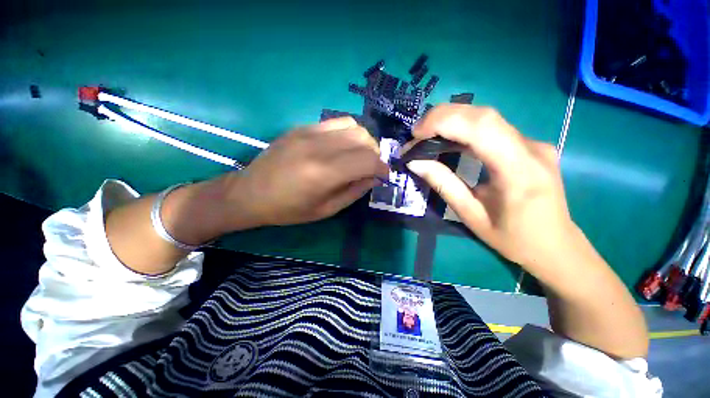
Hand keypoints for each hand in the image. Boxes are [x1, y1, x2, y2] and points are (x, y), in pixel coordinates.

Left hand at [223, 117, 387, 227]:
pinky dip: (348, 134)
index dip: (382, 168)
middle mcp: (319, 146)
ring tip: (358, 156)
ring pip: (353, 126)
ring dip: (363, 141)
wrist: (250, 192)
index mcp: (324, 173)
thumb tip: (374, 177)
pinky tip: (342, 147)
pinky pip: (336, 123)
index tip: (384, 176)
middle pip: (363, 138)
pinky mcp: (302, 127)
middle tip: (371, 168)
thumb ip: (355, 191)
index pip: (368, 160)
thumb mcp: (327, 210)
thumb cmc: (289, 209)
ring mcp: (309, 132)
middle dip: (375, 154)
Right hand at [405, 104, 573, 270]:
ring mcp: (534, 143)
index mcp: (518, 171)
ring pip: (487, 117)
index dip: (443, 122)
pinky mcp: (529, 145)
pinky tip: (448, 140)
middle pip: (483, 115)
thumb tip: (415, 162)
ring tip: (426, 136)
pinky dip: (464, 128)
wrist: (555, 246)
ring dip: (452, 121)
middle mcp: (531, 148)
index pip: (480, 128)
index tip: (415, 134)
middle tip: (416, 134)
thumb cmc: (512, 238)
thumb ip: (443, 184)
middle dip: (443, 117)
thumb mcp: (470, 215)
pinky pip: (492, 128)